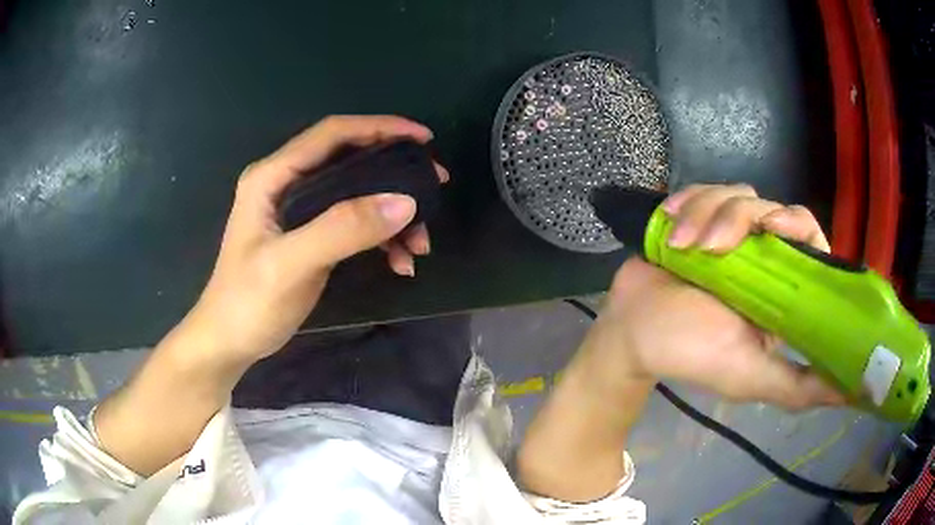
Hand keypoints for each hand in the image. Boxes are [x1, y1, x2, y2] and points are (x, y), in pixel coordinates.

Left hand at [184, 115, 448, 364]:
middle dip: (395, 173)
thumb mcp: (290, 265)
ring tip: (420, 245)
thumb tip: (405, 202)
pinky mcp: (311, 234)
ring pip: (358, 194)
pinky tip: (399, 263)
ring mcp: (300, 210)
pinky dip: (381, 239)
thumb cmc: (247, 302)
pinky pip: (355, 223)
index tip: (424, 139)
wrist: (229, 342)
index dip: (380, 128)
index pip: (332, 134)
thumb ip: (342, 229)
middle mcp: (287, 183)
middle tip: (435, 187)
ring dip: (393, 215)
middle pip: (351, 160)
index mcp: (273, 176)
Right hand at [584, 183, 844, 409]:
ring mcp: (729, 232)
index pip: (810, 239)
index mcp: (782, 288)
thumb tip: (858, 390)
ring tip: (681, 248)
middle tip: (716, 246)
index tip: (776, 227)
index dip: (799, 225)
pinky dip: (688, 203)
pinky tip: (672, 226)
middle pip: (771, 207)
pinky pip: (704, 189)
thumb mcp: (753, 377)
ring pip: (736, 195)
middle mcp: (762, 254)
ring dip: (706, 216)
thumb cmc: (694, 354)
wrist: (634, 331)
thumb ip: (802, 387)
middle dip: (740, 218)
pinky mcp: (699, 216)